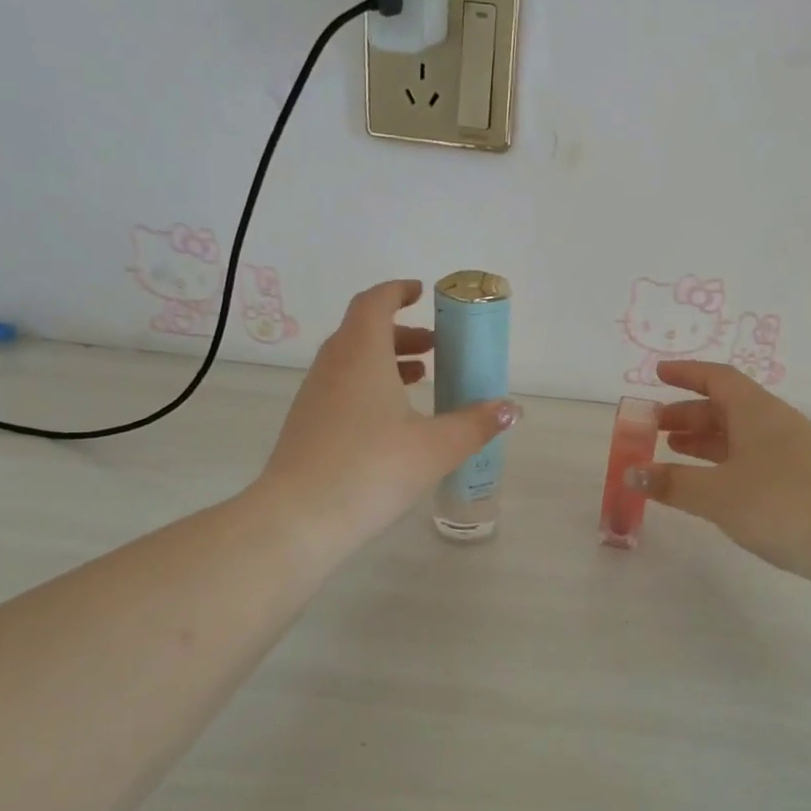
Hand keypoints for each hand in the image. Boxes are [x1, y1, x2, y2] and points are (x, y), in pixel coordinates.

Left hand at [259, 280, 518, 560]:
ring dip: (386, 361)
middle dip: (401, 332)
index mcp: (362, 354)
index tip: (421, 293)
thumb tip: (511, 409)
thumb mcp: (436, 447)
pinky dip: (369, 386)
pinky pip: (341, 388)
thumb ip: (476, 424)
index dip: (397, 291)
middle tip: (435, 347)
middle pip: (364, 331)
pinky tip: (392, 421)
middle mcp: (333, 365)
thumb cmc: (373, 469)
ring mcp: (314, 396)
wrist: (299, 519)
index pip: (374, 302)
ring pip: (351, 361)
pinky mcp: (307, 425)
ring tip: (421, 380)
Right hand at [630, 360, 810, 595]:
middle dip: (687, 414)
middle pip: (726, 408)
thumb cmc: (782, 504)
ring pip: (739, 438)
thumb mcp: (717, 494)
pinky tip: (710, 489)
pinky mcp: (802, 486)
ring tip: (672, 454)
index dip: (685, 374)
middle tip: (654, 428)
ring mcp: (792, 456)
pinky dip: (724, 468)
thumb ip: (672, 483)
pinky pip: (752, 464)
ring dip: (704, 443)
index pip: (717, 378)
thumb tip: (633, 474)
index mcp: (757, 412)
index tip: (657, 374)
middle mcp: (776, 426)